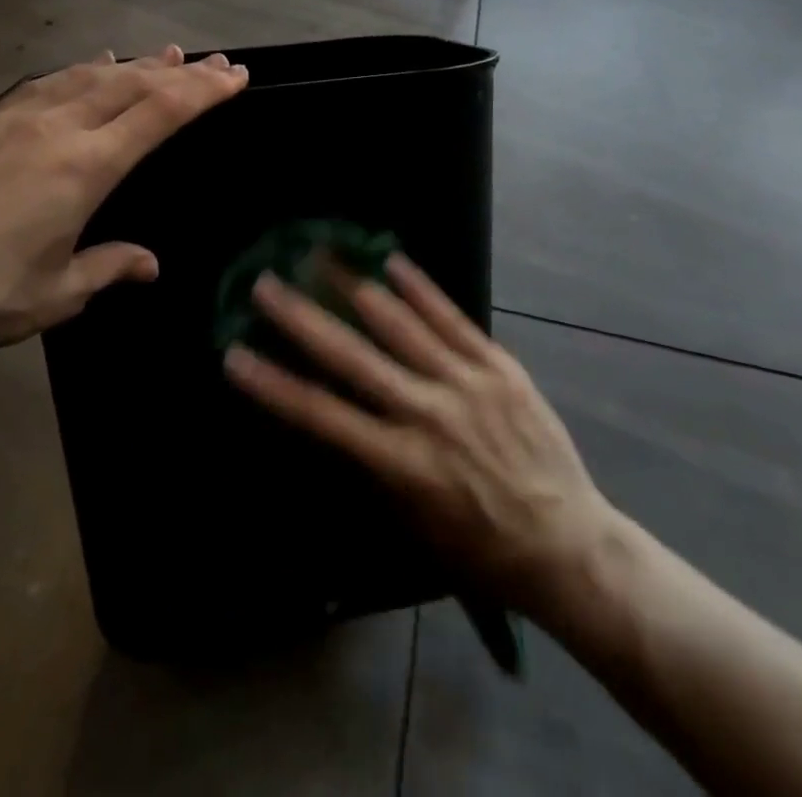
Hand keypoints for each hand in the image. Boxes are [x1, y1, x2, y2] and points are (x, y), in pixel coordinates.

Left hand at [0, 46, 247, 349]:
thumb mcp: (59, 293)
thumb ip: (109, 267)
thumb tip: (150, 265)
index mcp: (85, 167)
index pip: (160, 114)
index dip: (203, 92)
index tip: (234, 76)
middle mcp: (58, 128)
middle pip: (133, 84)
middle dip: (181, 72)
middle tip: (215, 62)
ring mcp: (19, 118)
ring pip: (92, 75)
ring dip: (136, 64)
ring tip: (167, 54)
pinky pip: (49, 82)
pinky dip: (84, 70)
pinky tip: (95, 64)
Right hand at [224, 256, 617, 617]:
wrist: (567, 543)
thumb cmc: (481, 547)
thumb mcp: (412, 522)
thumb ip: (372, 464)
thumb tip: (336, 413)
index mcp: (401, 463)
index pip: (322, 415)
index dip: (274, 384)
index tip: (235, 354)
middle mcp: (427, 413)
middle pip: (352, 357)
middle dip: (302, 318)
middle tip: (266, 283)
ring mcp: (466, 383)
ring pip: (400, 325)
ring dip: (354, 287)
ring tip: (320, 254)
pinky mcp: (499, 365)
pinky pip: (452, 318)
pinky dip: (420, 288)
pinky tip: (392, 260)